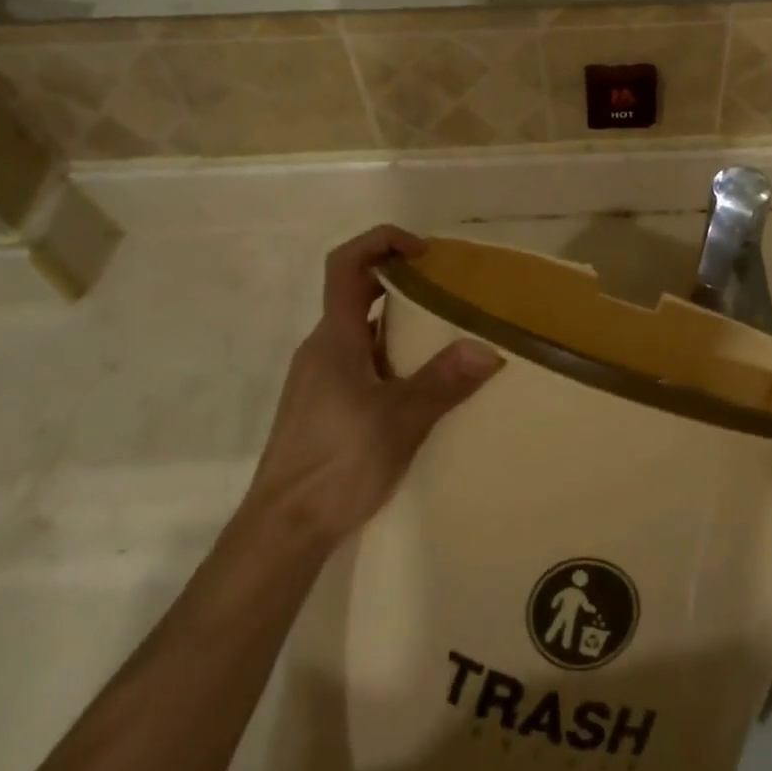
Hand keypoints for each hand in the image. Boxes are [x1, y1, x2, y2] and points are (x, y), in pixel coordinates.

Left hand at [246, 226, 501, 546]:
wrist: (283, 529)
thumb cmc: (337, 463)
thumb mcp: (400, 420)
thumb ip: (444, 381)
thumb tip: (488, 349)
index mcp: (335, 338)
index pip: (346, 264)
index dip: (381, 241)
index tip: (424, 253)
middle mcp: (322, 348)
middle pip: (357, 294)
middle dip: (403, 285)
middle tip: (449, 295)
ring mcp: (319, 379)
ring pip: (362, 332)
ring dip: (401, 326)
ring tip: (447, 341)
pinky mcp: (323, 406)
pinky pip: (361, 362)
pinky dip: (392, 357)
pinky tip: (421, 388)